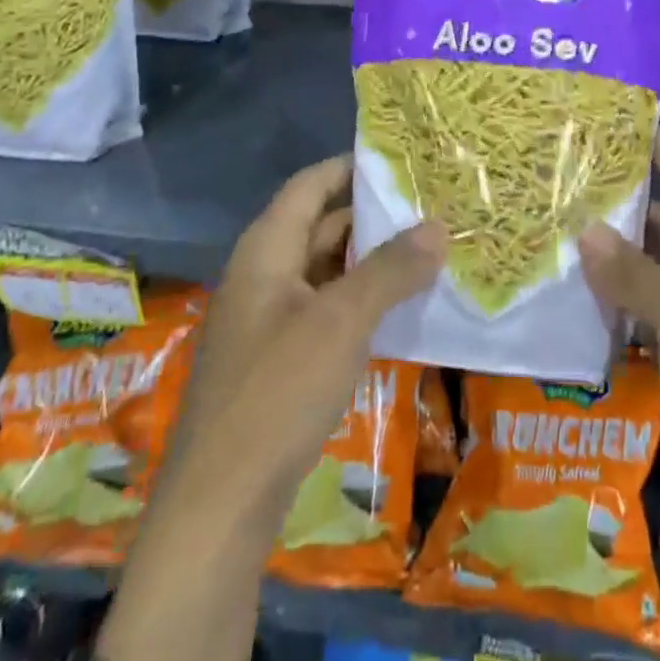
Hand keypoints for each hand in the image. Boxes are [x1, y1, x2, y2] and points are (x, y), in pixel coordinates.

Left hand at [98, 155, 444, 660]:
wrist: (221, 502)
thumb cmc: (278, 393)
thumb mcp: (341, 322)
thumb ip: (390, 270)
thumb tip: (438, 226)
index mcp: (266, 250)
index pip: (311, 184)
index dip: (353, 166)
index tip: (405, 158)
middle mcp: (264, 274)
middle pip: (321, 224)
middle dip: (375, 215)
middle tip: (434, 205)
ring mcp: (271, 318)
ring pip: (328, 269)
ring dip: (373, 259)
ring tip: (431, 248)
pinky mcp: (281, 358)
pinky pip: (327, 309)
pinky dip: (362, 298)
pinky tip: (402, 306)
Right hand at [578, 129, 659, 558]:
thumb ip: (636, 272)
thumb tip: (586, 230)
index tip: (622, 121)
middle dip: (625, 204)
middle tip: (566, 178)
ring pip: (652, 274)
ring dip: (612, 257)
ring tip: (554, 226)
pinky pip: (644, 319)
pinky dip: (613, 306)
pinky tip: (570, 293)